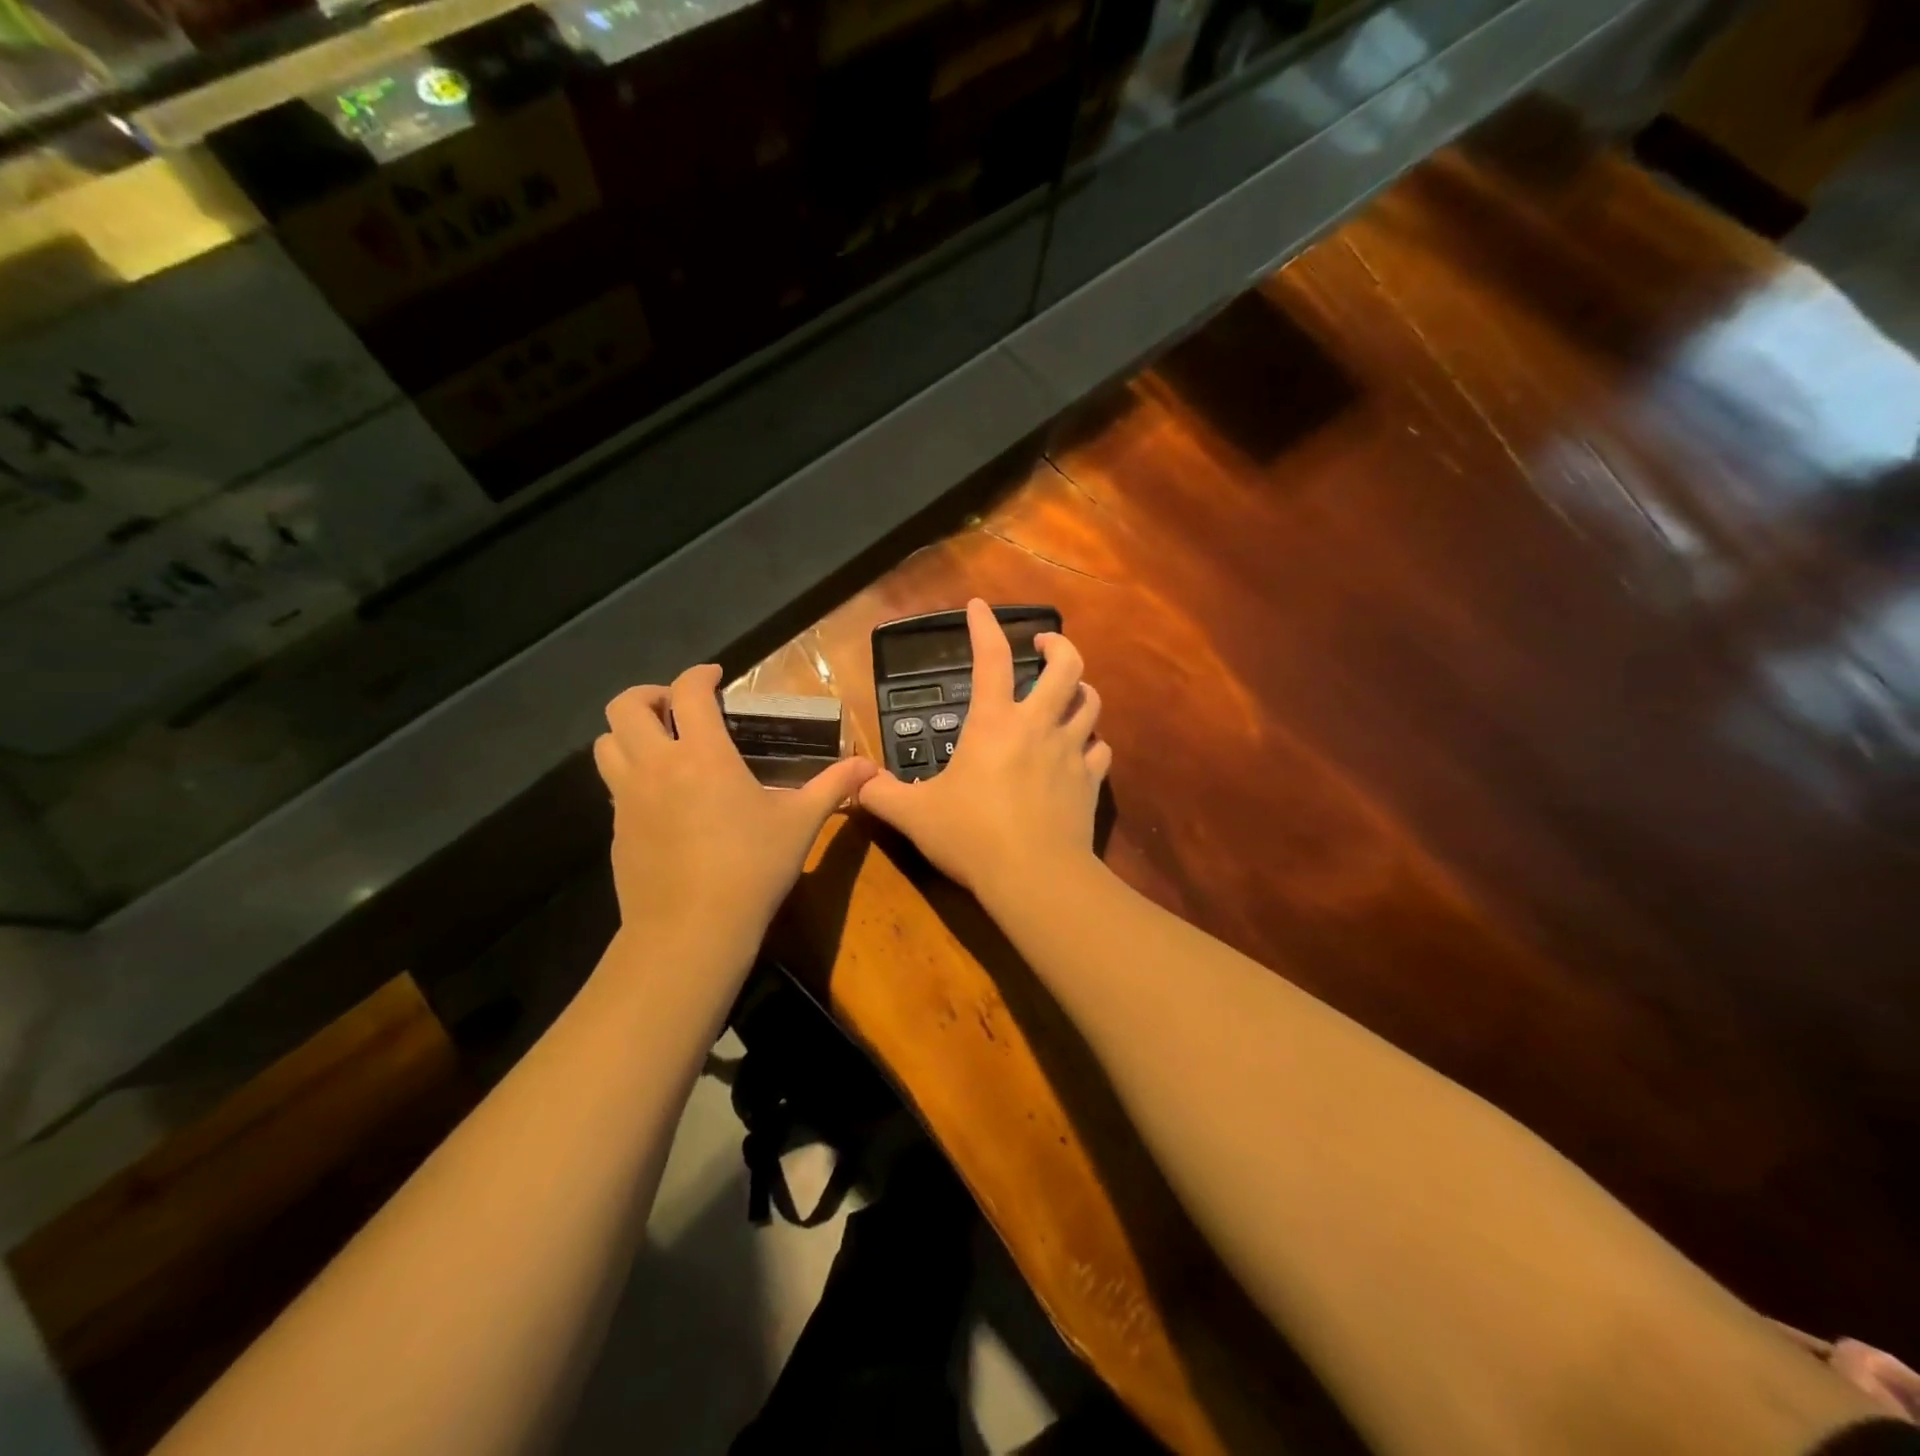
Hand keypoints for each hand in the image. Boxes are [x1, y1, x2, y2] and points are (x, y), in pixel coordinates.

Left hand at [594, 665, 876, 953]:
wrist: (690, 931)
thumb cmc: (751, 869)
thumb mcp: (800, 824)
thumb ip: (833, 787)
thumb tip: (871, 768)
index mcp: (702, 755)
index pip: (688, 692)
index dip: (700, 675)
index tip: (716, 677)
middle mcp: (656, 766)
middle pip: (625, 707)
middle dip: (649, 695)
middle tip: (677, 707)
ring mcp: (628, 799)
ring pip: (605, 744)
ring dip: (629, 732)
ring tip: (660, 743)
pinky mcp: (617, 830)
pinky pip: (613, 785)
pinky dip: (631, 774)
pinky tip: (662, 797)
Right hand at [858, 599, 1110, 903]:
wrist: (1035, 875)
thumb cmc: (971, 835)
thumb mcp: (914, 815)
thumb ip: (881, 795)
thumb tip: (855, 786)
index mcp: (994, 723)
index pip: (990, 658)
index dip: (984, 626)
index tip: (978, 606)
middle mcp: (1038, 725)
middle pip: (1066, 665)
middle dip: (1057, 644)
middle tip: (1042, 644)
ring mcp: (1071, 752)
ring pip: (1090, 702)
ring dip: (1079, 689)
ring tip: (1065, 692)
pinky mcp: (1091, 782)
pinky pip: (1101, 750)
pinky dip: (1092, 743)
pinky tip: (1082, 750)